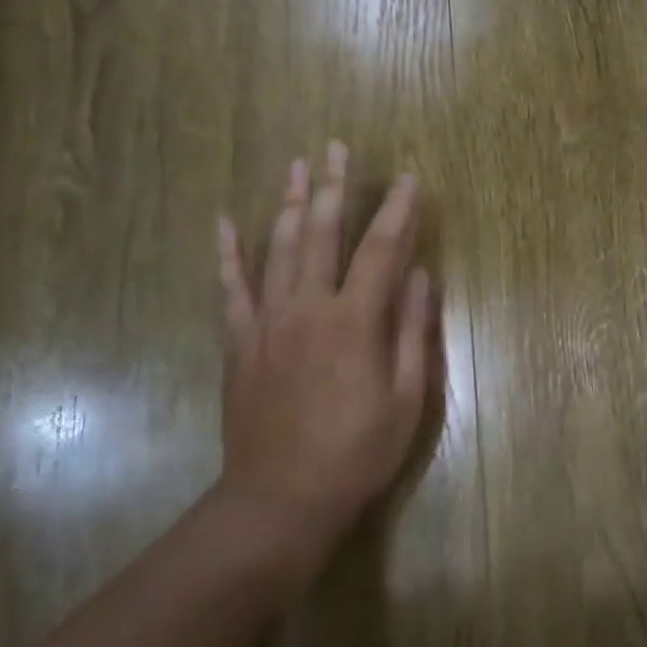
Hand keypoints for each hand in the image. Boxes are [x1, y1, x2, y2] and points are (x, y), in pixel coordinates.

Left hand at [215, 143, 436, 575]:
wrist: (281, 499)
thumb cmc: (357, 453)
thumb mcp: (407, 399)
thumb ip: (413, 333)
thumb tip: (421, 277)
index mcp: (354, 322)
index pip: (381, 250)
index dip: (397, 211)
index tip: (408, 178)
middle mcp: (308, 309)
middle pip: (321, 234)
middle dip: (333, 187)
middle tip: (337, 147)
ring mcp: (267, 323)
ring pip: (277, 249)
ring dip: (287, 203)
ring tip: (296, 165)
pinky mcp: (240, 343)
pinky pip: (230, 288)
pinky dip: (228, 252)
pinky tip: (225, 221)